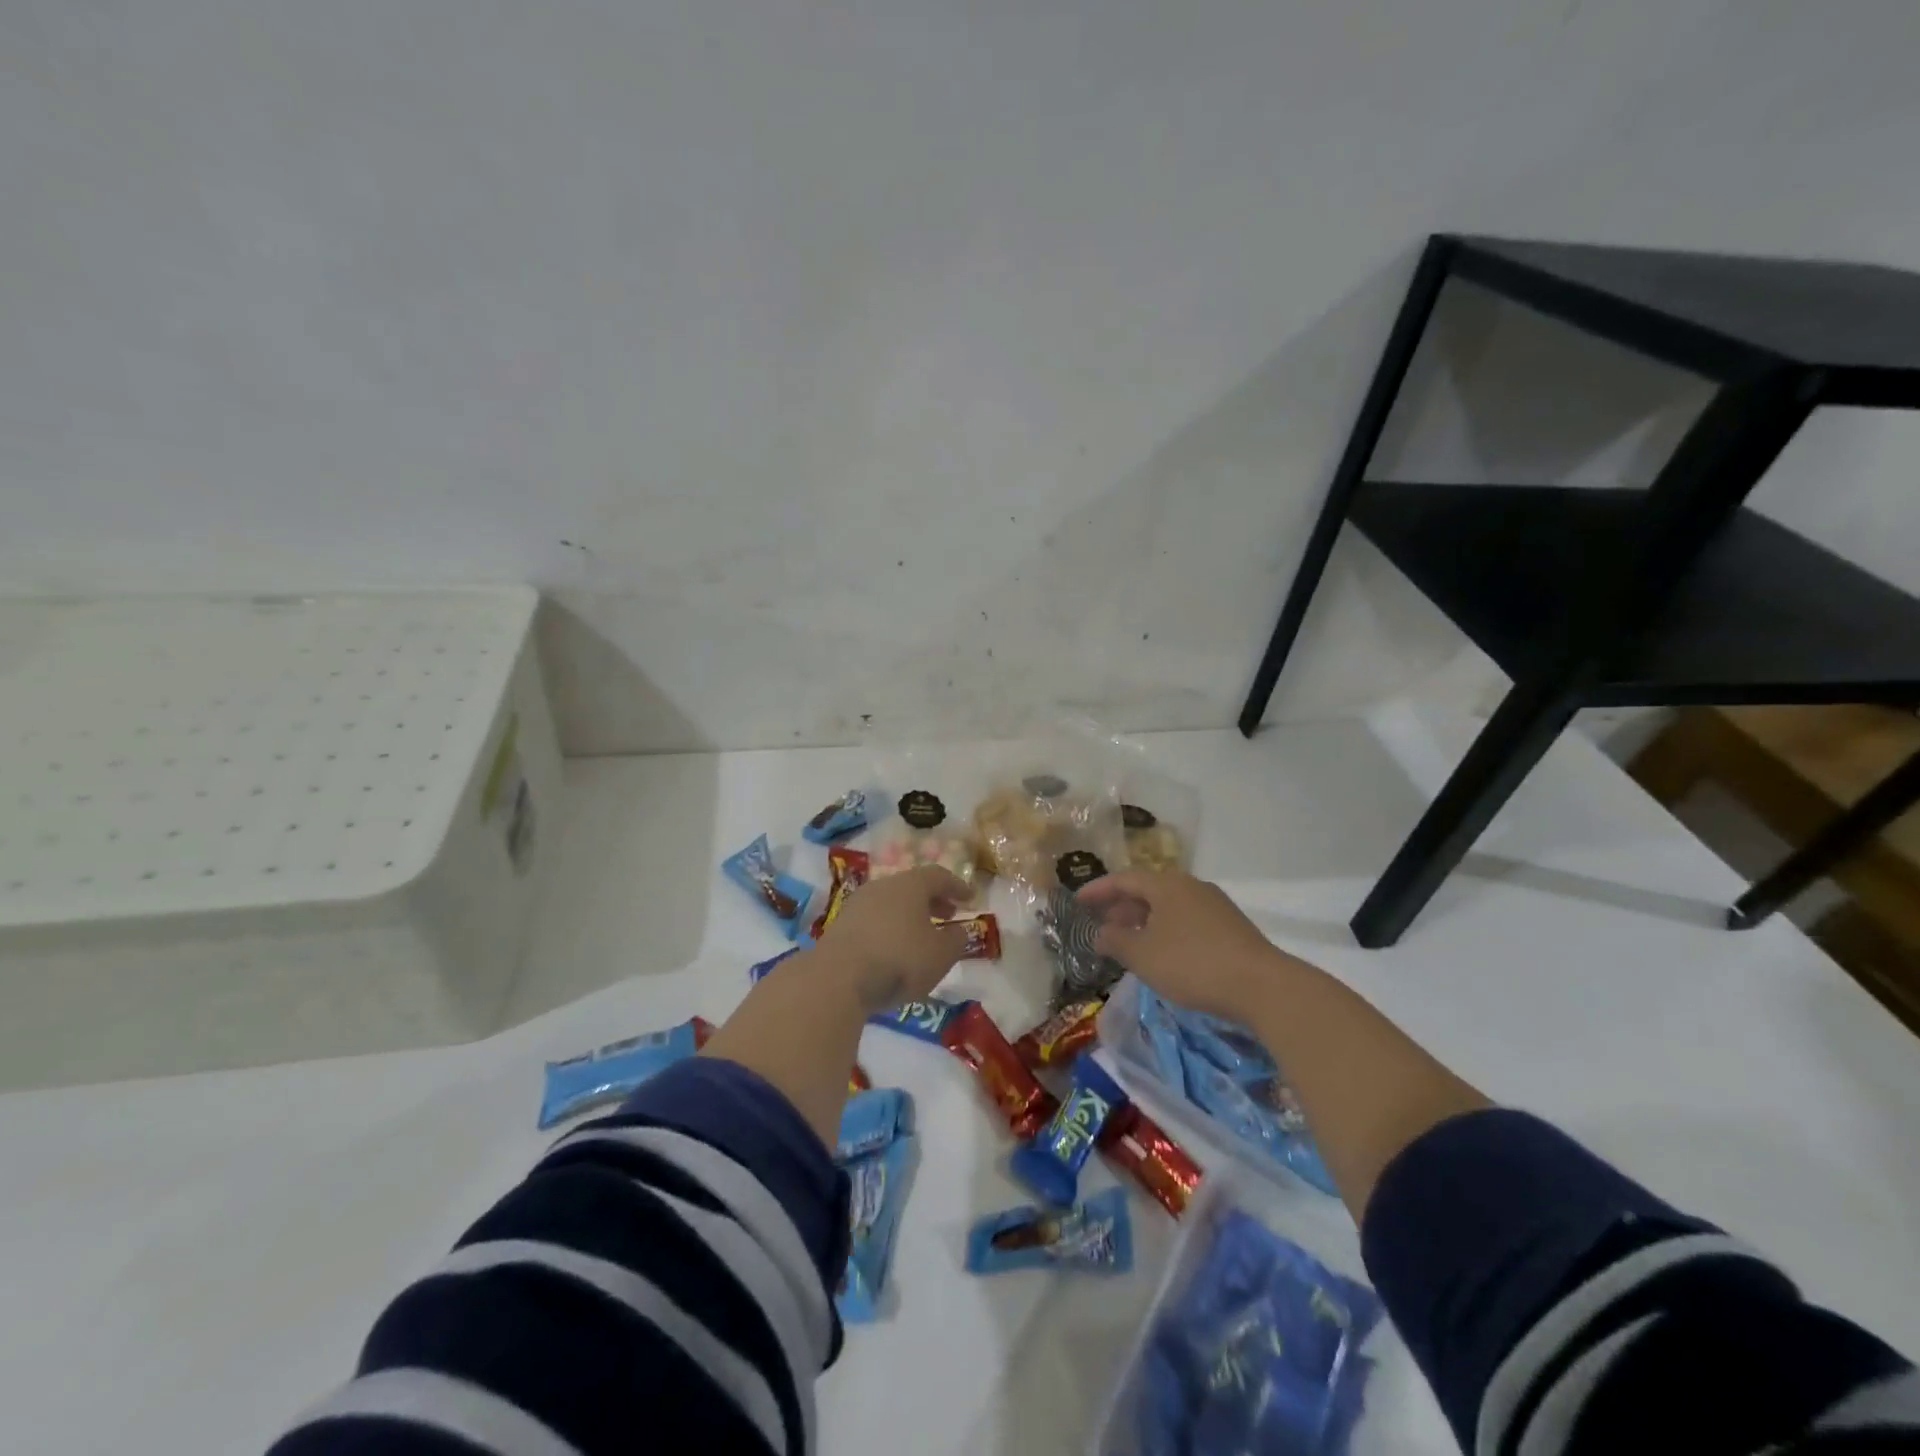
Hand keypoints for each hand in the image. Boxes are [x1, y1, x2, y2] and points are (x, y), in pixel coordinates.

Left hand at [814, 865, 971, 1012]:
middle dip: (933, 900)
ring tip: (922, 936)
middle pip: (912, 886)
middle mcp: (882, 887)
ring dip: (910, 915)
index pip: (938, 875)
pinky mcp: (840, 927)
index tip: (970, 899)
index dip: (957, 886)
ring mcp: (857, 905)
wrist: (837, 979)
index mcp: (910, 885)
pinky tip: (895, 950)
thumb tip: (960, 931)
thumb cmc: (899, 960)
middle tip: (948, 915)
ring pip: (891, 903)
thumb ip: (956, 940)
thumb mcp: (941, 955)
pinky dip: (890, 929)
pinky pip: (874, 920)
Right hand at [1075, 870, 1293, 1023]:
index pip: (1123, 879)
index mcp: (1166, 884)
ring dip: (1144, 920)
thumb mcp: (1143, 955)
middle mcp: (1191, 886)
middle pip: (1148, 890)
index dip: (1098, 890)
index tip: (1077, 901)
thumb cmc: (1192, 964)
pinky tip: (1163, 953)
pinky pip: (1186, 920)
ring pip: (1169, 906)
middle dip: (1121, 906)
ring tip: (1129, 941)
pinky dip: (1166, 929)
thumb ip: (1115, 941)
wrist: (1262, 986)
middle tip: (1102, 923)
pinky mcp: (1230, 927)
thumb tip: (1100, 933)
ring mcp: (1215, 905)